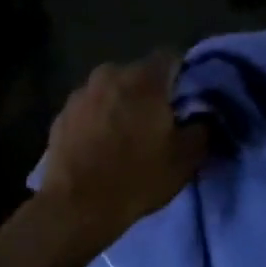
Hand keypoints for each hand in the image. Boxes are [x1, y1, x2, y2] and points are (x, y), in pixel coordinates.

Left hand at [0, 54, 207, 266]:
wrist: (75, 209)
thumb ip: (202, 128)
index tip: (185, 100)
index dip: (181, 76)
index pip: (170, 57)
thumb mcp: (186, 159)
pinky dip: (98, 119)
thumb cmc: (137, 178)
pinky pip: (90, 109)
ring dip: (121, 104)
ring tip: (127, 135)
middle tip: (158, 121)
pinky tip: (101, 146)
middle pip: (139, 74)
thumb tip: (205, 116)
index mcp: (144, 79)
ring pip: (112, 90)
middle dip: (150, 92)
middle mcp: (111, 74)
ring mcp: (81, 93)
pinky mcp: (61, 115)